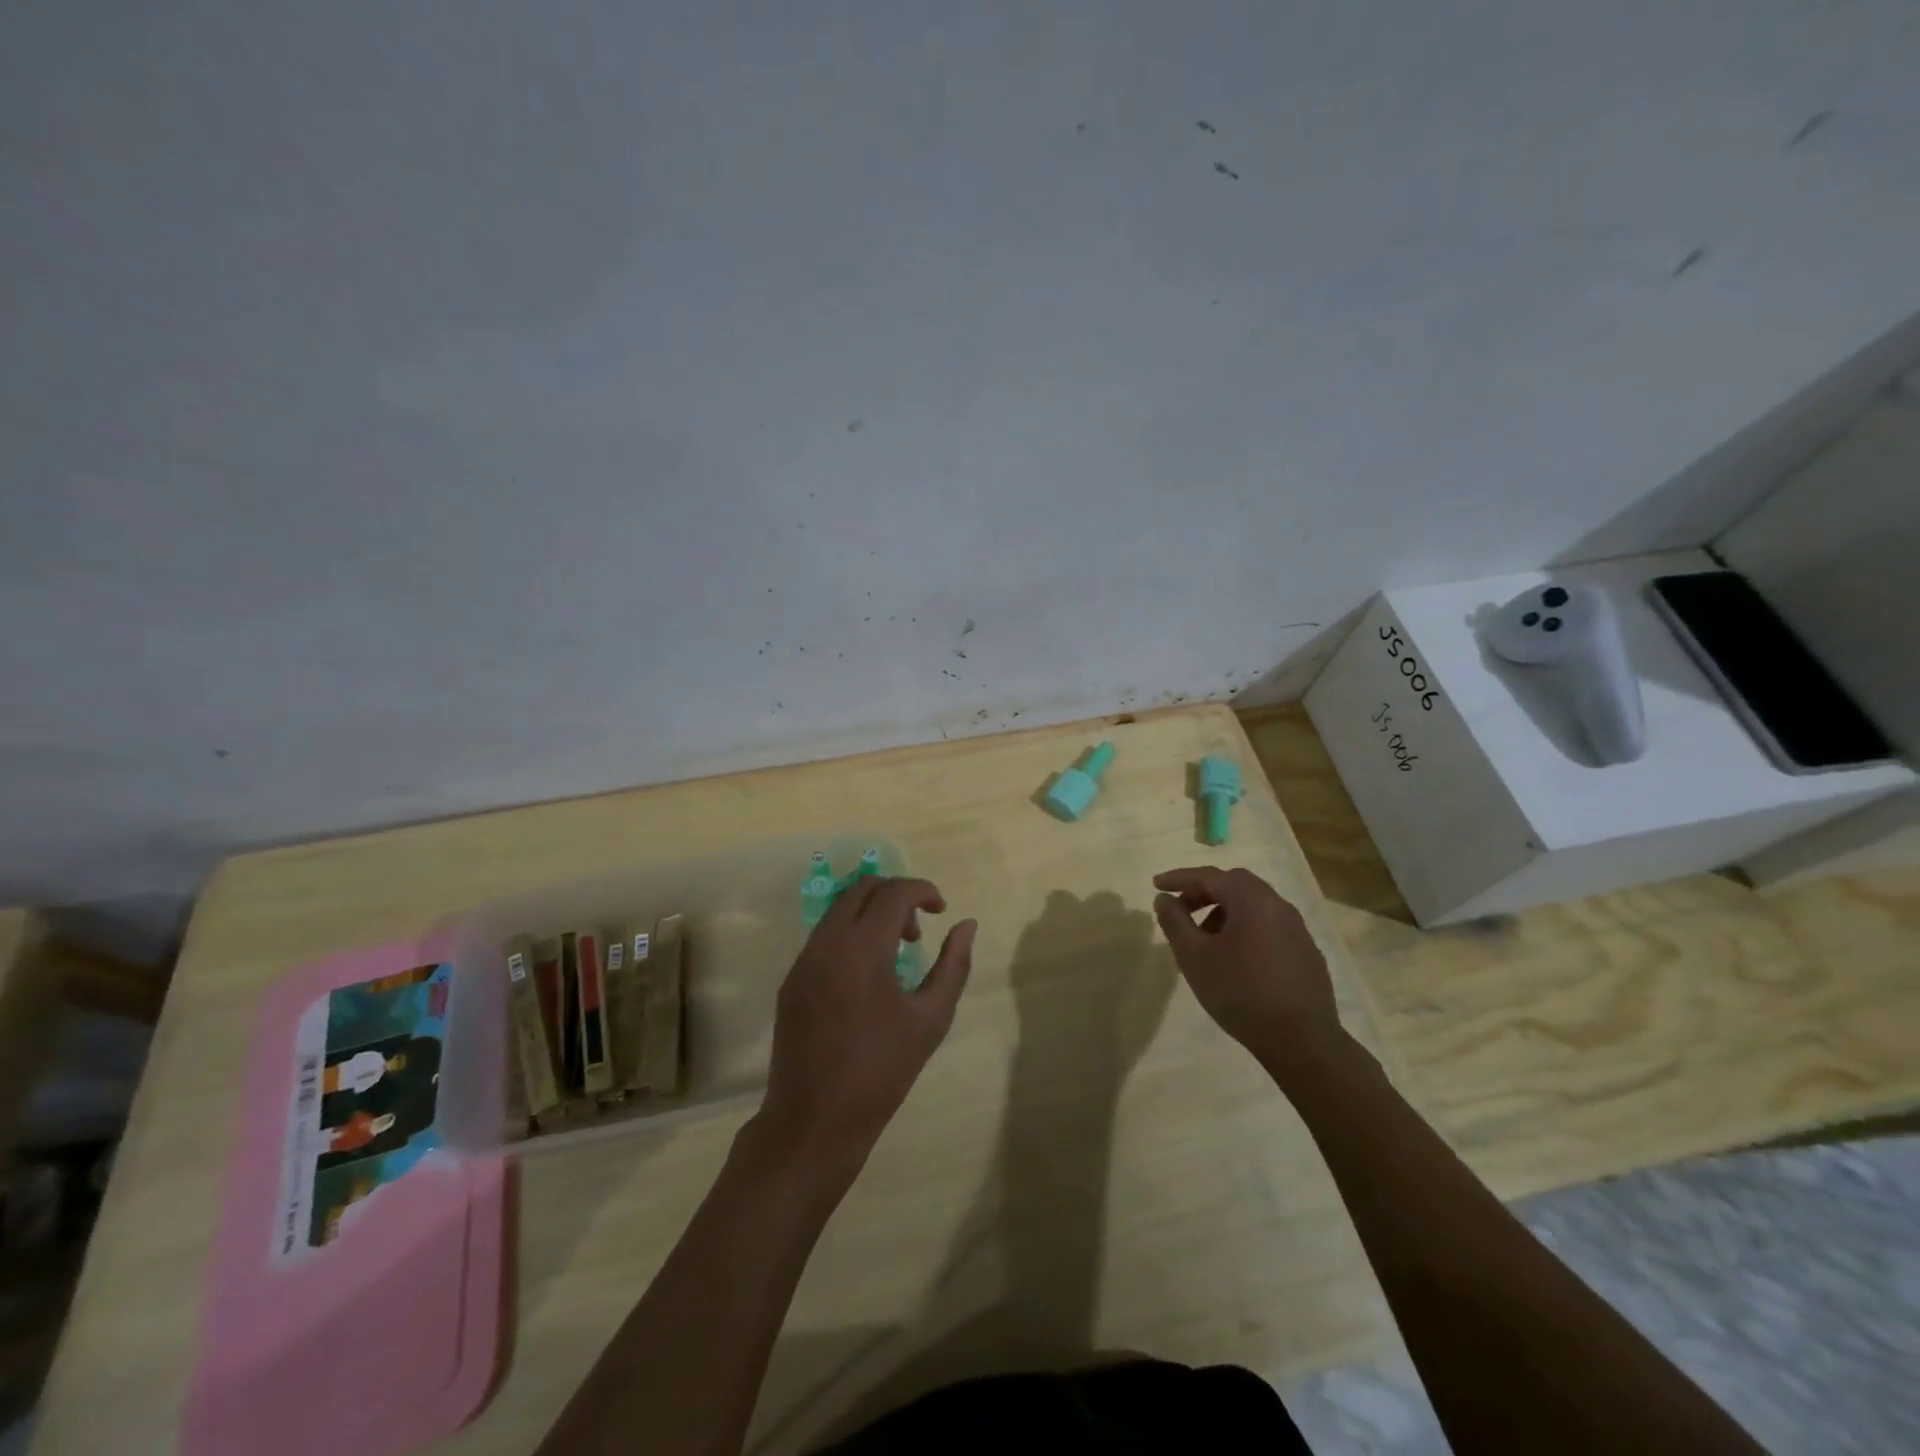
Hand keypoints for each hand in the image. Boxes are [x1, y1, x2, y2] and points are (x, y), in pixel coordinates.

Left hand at [757, 877, 976, 1172]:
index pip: (893, 893)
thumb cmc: (881, 1072)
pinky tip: (867, 977)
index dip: (922, 890)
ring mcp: (803, 960)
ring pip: (839, 910)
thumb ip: (953, 965)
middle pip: (861, 888)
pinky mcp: (791, 980)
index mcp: (861, 948)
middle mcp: (826, 942)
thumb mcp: (930, 1019)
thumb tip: (966, 925)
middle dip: (895, 896)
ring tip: (896, 955)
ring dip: (871, 914)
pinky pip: (824, 937)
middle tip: (918, 931)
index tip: (942, 909)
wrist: (813, 1122)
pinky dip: (850, 935)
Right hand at [1152, 866, 1341, 1063]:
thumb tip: (1165, 898)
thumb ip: (1175, 921)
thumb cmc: (1240, 992)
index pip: (1209, 876)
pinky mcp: (1306, 953)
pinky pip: (1268, 927)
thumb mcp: (1194, 956)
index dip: (1179, 879)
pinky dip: (1244, 930)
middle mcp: (1278, 905)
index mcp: (1252, 899)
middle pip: (1235, 885)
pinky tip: (1234, 959)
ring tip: (1204, 940)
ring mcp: (1297, 929)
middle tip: (1180, 909)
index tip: (1156, 885)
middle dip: (1203, 892)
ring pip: (1253, 907)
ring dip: (1224, 913)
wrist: (1301, 1041)